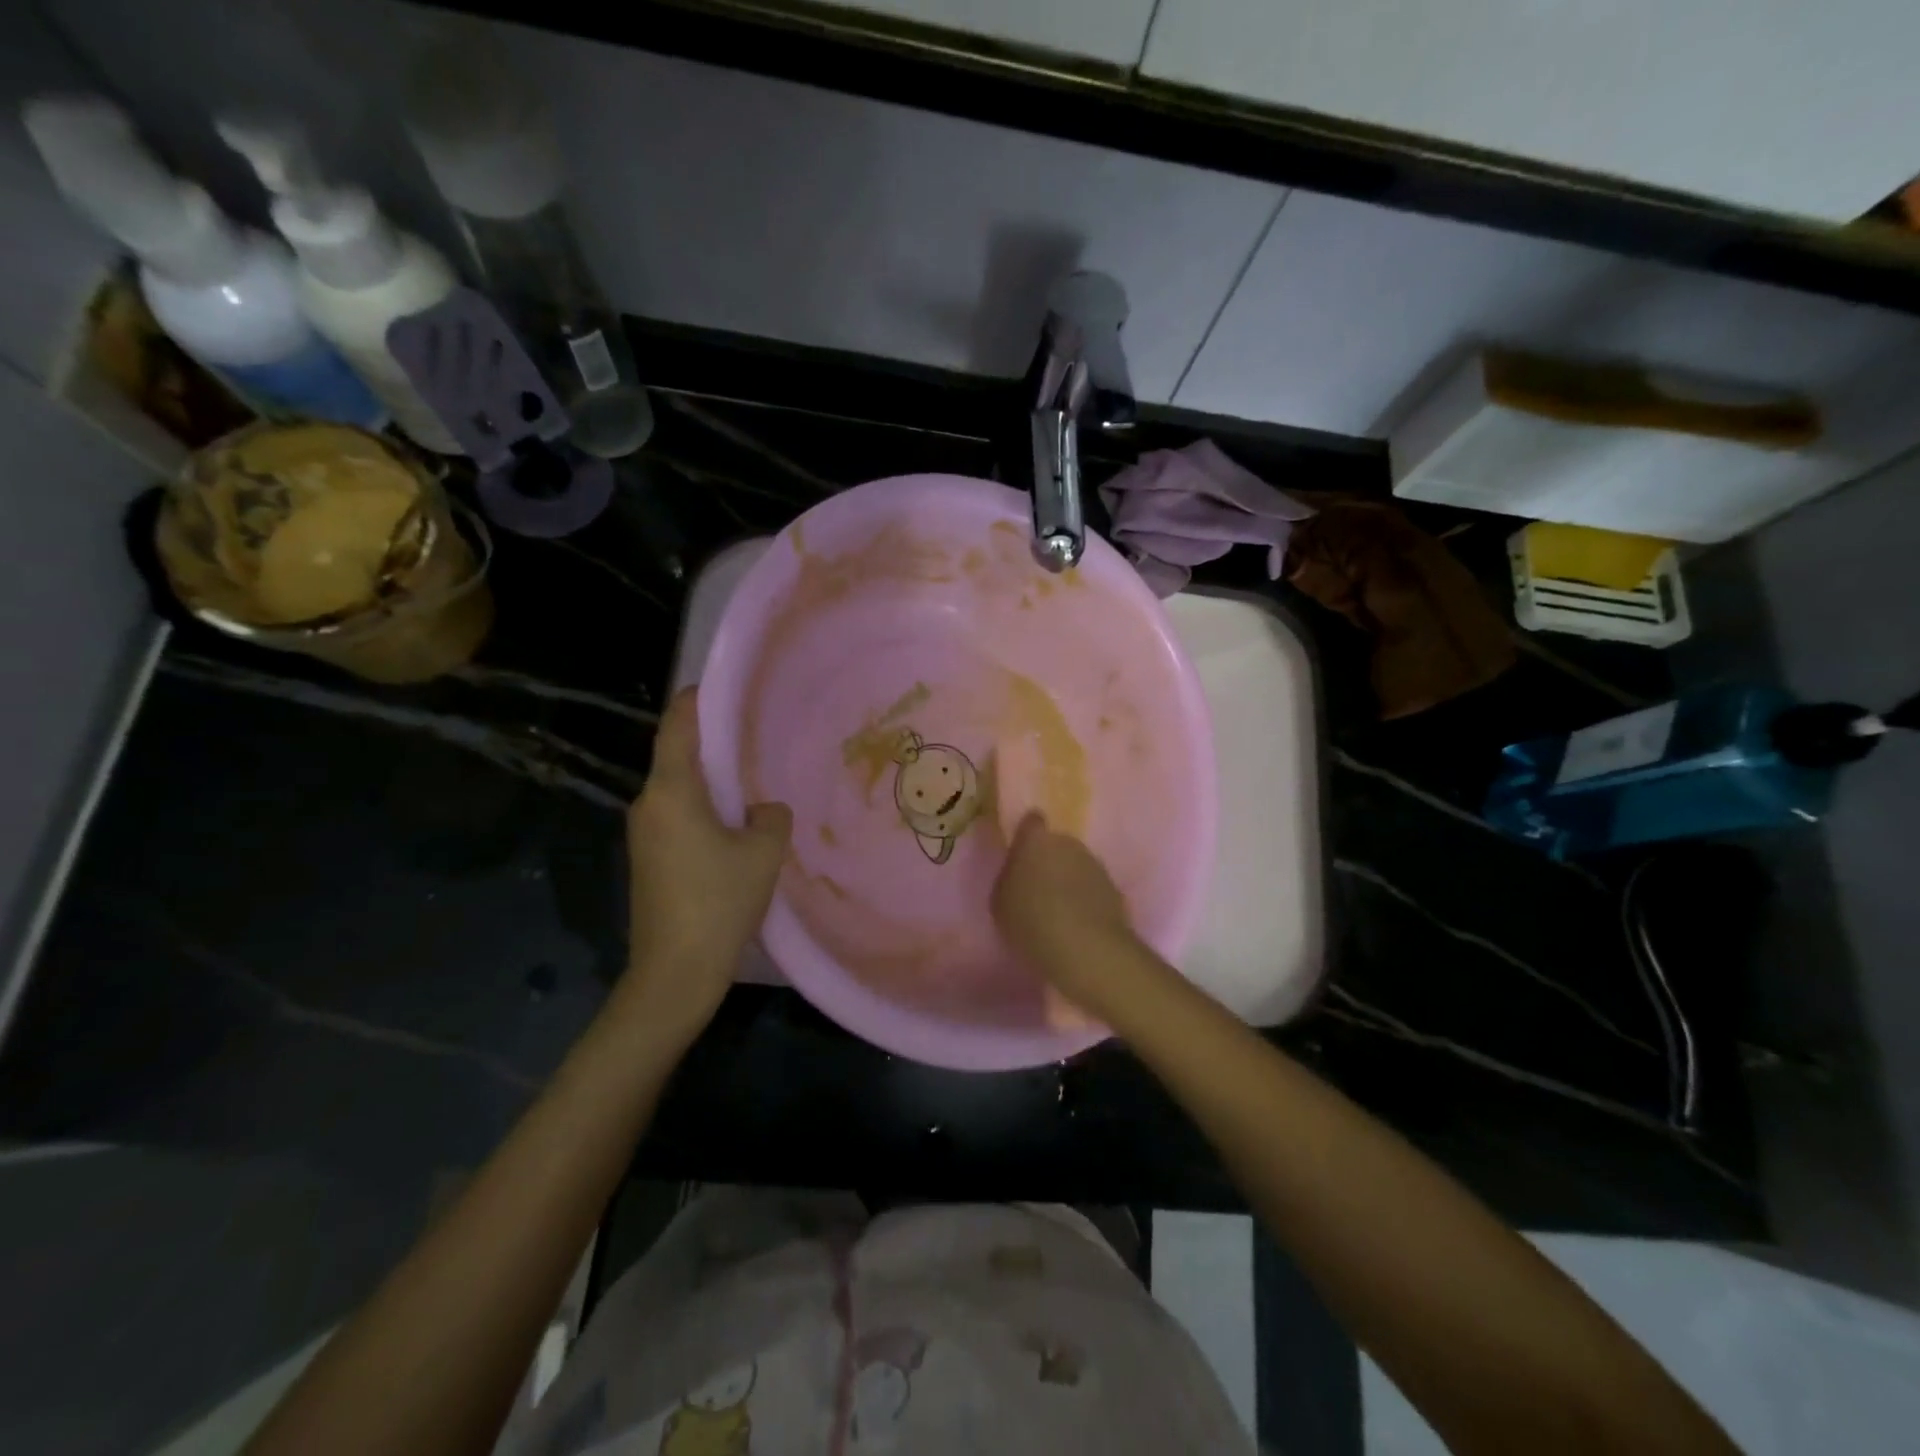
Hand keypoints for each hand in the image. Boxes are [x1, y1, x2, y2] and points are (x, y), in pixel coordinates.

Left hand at [620, 688, 791, 1038]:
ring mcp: (643, 834)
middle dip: (715, 744)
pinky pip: (677, 817)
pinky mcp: (647, 860)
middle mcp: (648, 804)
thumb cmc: (719, 902)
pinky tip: (736, 829)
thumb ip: (771, 816)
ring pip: (680, 790)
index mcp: (671, 792)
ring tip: (753, 784)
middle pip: (678, 756)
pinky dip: (705, 810)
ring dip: (712, 783)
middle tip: (755, 738)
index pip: (678, 726)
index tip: (724, 687)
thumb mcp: (763, 852)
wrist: (674, 973)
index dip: (698, 699)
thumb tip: (760, 810)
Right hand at [992, 813, 1148, 1025]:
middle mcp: (1068, 843)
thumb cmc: (1031, 922)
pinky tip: (1078, 922)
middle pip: (1056, 844)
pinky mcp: (1115, 888)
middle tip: (1037, 887)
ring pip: (1077, 865)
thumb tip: (1019, 872)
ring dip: (1069, 879)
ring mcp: (1095, 864)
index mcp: (1035, 841)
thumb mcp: (1001, 902)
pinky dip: (1086, 898)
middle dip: (1048, 859)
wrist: (1086, 949)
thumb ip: (1009, 878)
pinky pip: (1093, 887)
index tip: (1022, 851)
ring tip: (1058, 909)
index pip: (1031, 821)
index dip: (1027, 833)